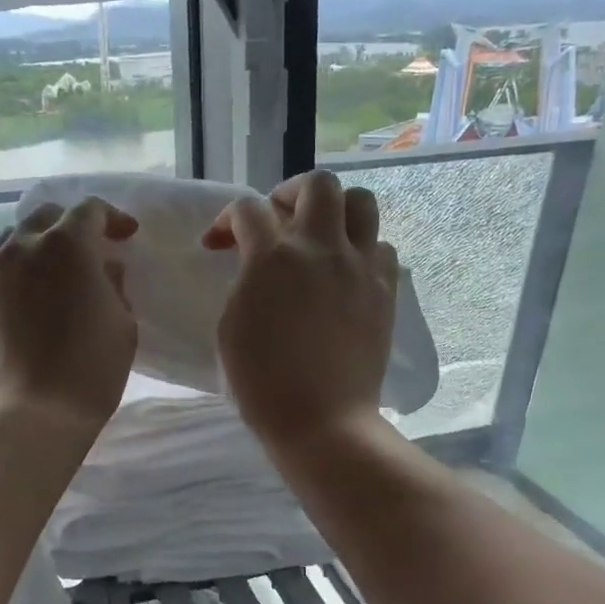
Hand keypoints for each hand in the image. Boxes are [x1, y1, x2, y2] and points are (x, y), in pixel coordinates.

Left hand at [0, 198, 139, 436]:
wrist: (31, 416)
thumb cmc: (90, 368)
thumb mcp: (122, 323)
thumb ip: (113, 285)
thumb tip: (103, 270)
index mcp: (65, 246)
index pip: (88, 210)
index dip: (111, 218)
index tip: (124, 236)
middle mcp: (18, 249)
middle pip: (42, 217)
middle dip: (67, 226)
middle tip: (85, 252)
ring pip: (6, 245)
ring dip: (32, 252)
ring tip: (45, 278)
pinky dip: (9, 289)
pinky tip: (19, 317)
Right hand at [204, 170, 397, 450]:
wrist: (322, 420)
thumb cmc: (262, 381)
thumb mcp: (231, 324)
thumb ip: (244, 280)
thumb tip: (258, 264)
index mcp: (273, 258)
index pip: (248, 209)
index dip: (227, 220)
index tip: (219, 243)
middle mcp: (321, 248)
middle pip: (318, 184)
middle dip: (290, 193)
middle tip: (277, 220)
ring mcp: (360, 267)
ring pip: (361, 202)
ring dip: (335, 211)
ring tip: (319, 237)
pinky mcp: (385, 289)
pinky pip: (380, 247)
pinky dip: (361, 249)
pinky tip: (344, 273)